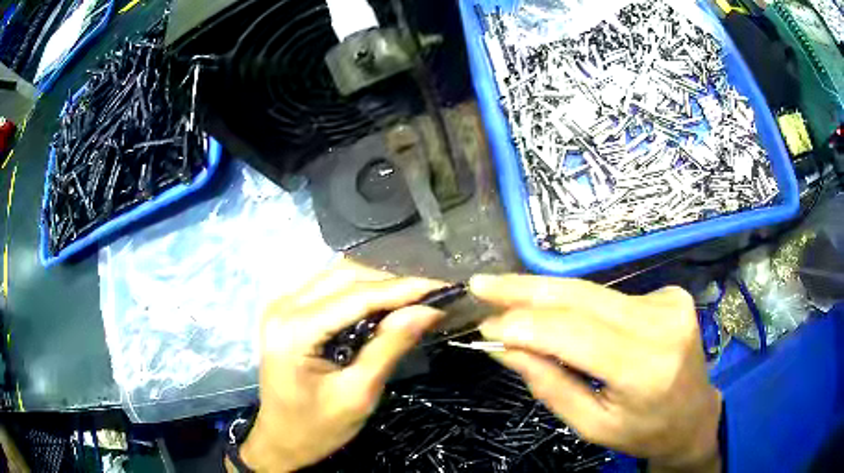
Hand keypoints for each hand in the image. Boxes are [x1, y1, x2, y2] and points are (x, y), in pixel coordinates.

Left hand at [238, 258, 445, 472]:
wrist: (280, 439)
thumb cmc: (317, 428)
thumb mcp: (359, 393)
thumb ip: (389, 346)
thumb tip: (427, 310)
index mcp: (294, 330)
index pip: (356, 296)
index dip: (402, 289)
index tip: (442, 288)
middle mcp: (283, 307)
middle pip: (345, 276)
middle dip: (390, 283)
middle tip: (428, 298)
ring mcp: (280, 305)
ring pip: (337, 276)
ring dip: (375, 285)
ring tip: (410, 301)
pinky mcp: (285, 311)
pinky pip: (327, 287)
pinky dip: (358, 291)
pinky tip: (379, 306)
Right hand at [471, 275, 721, 472]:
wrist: (694, 414)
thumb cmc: (643, 430)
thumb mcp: (591, 425)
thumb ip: (549, 384)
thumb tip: (504, 347)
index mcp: (643, 368)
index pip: (573, 333)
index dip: (523, 324)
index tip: (483, 322)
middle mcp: (660, 324)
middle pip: (581, 296)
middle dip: (525, 289)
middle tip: (482, 284)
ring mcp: (669, 302)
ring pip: (593, 291)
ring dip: (546, 294)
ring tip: (505, 293)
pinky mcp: (670, 294)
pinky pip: (611, 297)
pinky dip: (578, 303)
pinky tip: (561, 314)